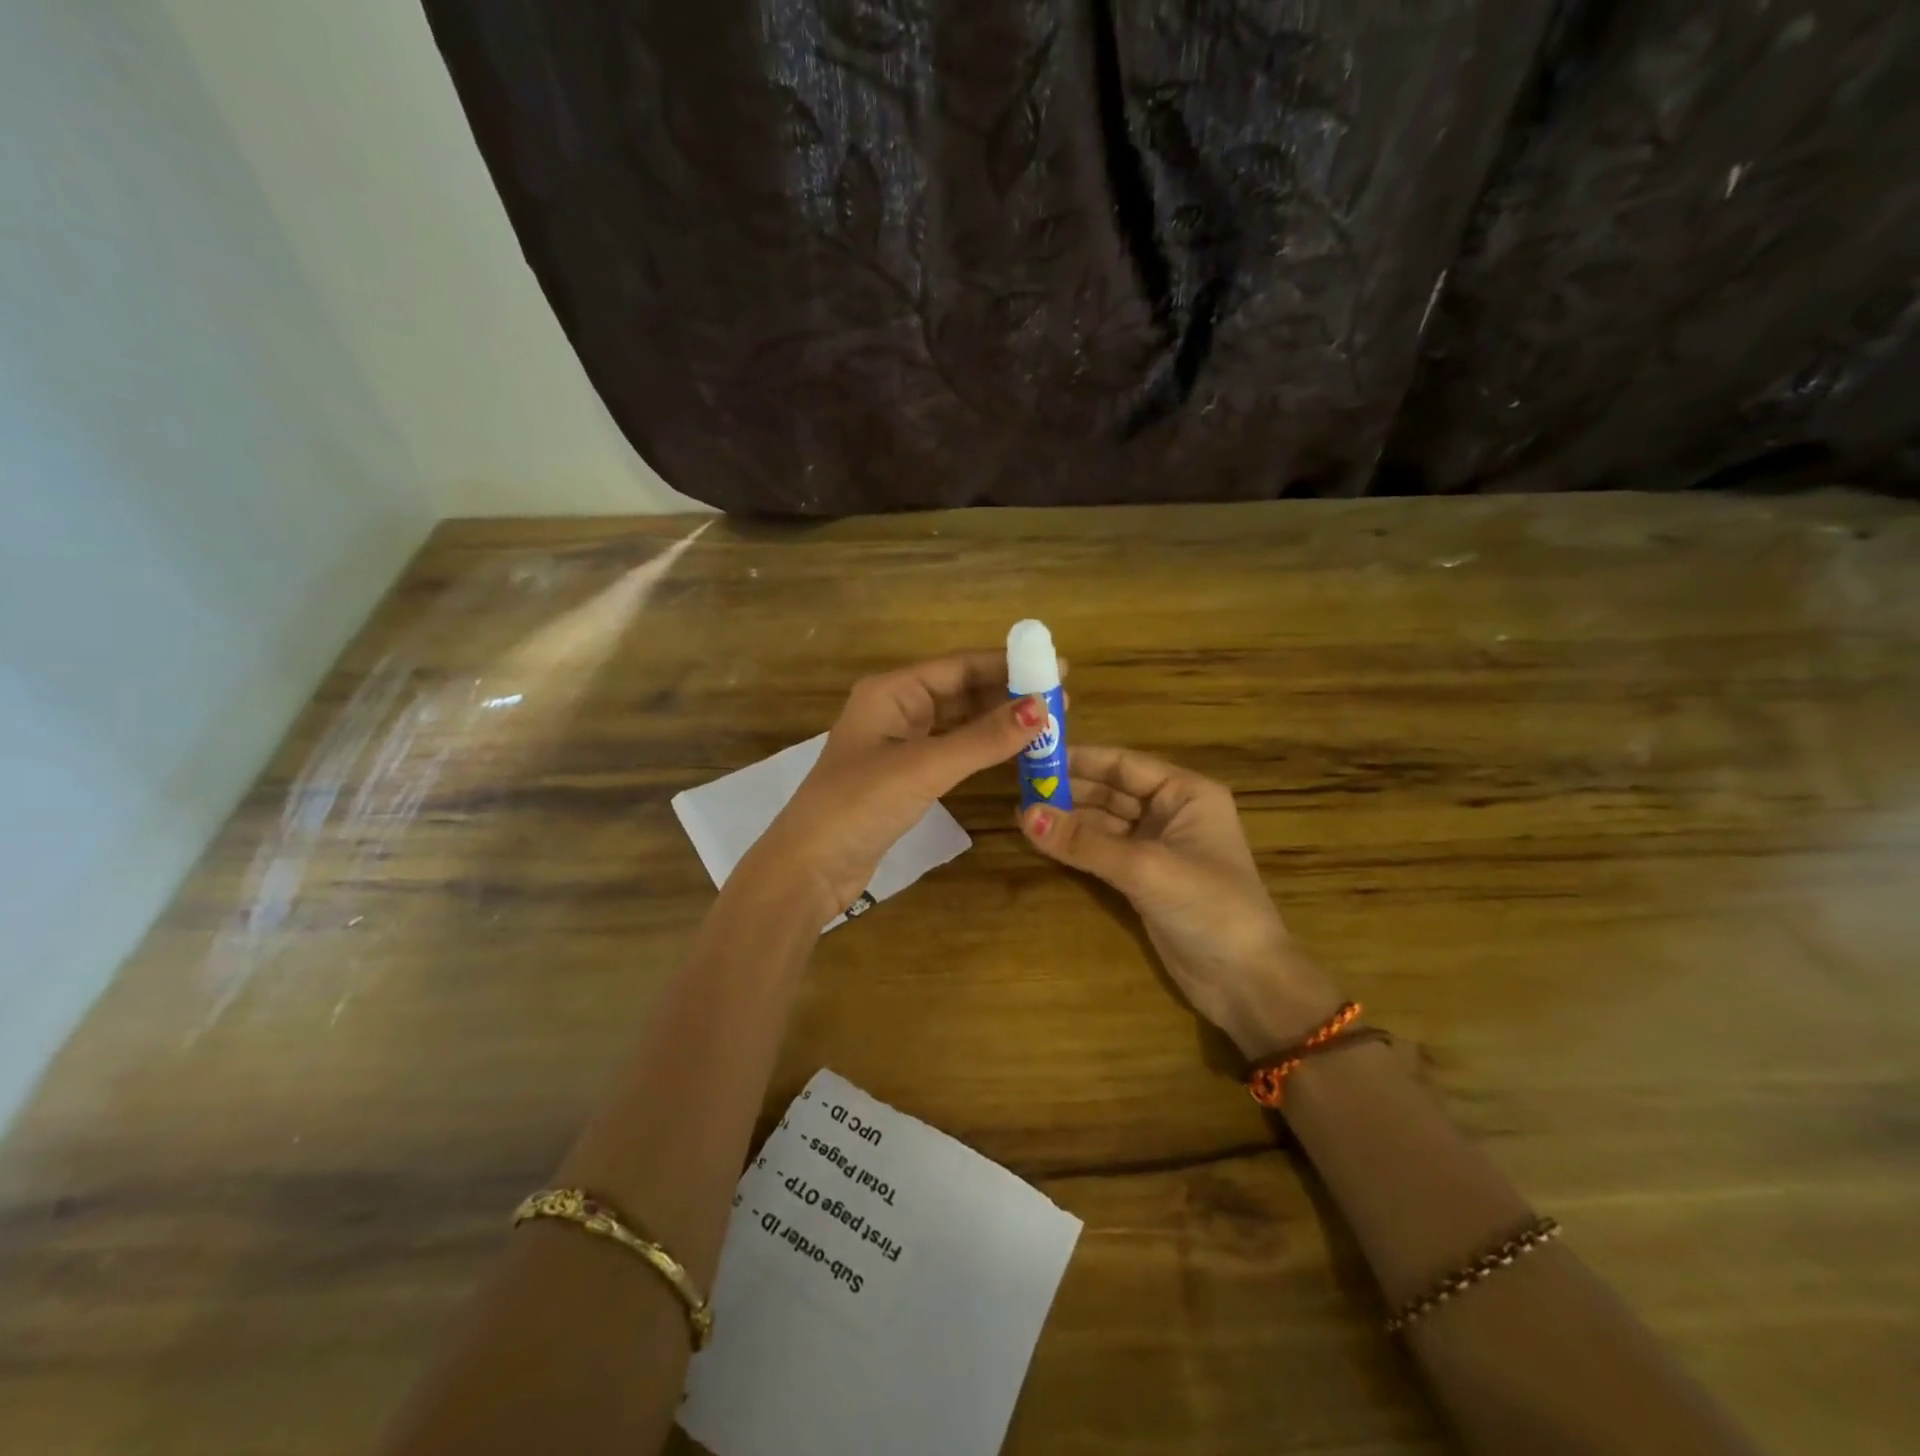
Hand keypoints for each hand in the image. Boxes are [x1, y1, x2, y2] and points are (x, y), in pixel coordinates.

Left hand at [749, 652, 1047, 919]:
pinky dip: (981, 749)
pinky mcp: (904, 774)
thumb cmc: (859, 805)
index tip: (1057, 667)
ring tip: (1046, 725)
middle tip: (1061, 701)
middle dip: (1008, 694)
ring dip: (997, 722)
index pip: (959, 666)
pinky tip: (1012, 752)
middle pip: (960, 690)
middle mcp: (895, 708)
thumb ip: (983, 739)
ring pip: (958, 721)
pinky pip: (951, 749)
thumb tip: (1042, 709)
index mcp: (891, 691)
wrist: (810, 867)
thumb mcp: (924, 767)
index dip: (1008, 665)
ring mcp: (898, 742)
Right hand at [1020, 746, 1341, 1058]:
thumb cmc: (1208, 908)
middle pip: (1111, 791)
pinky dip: (1077, 847)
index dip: (1080, 760)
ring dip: (1069, 819)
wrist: (1245, 981)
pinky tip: (1044, 841)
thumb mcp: (1145, 868)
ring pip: (1104, 822)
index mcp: (1186, 793)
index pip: (1124, 764)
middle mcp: (1172, 812)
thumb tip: (1024, 814)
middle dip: (1069, 790)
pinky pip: (1104, 852)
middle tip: (1019, 787)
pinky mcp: (1145, 878)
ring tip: (1022, 813)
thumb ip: (1084, 842)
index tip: (1034, 757)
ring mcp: (1158, 847)